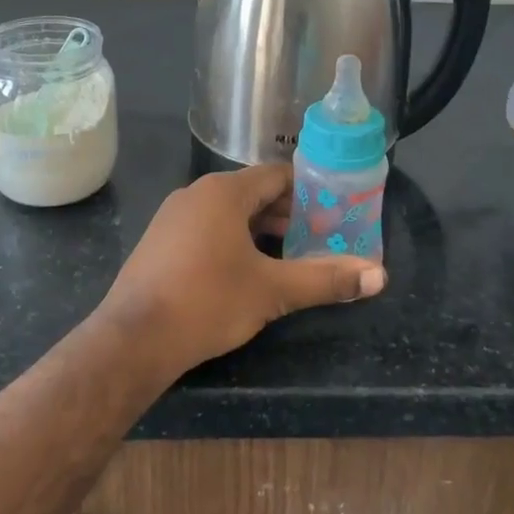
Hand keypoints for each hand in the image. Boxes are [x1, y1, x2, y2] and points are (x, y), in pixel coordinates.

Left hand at [104, 165, 386, 373]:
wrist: (133, 338)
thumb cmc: (207, 302)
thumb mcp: (272, 291)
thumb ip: (325, 279)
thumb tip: (380, 276)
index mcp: (224, 192)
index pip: (277, 175)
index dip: (309, 190)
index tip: (335, 209)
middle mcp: (196, 194)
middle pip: (253, 193)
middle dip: (287, 213)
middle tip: (320, 235)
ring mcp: (173, 217)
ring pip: (229, 212)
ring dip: (261, 229)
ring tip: (290, 253)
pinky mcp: (160, 242)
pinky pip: (206, 228)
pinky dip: (233, 239)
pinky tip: (246, 269)